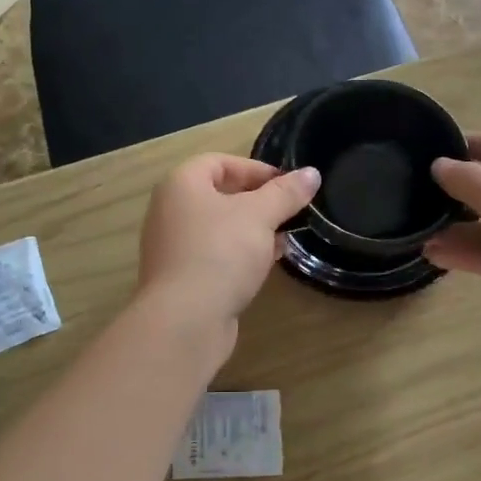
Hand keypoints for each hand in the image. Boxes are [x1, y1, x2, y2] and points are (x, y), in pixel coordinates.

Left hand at [137, 155, 319, 336]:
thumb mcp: (260, 216)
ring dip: (251, 230)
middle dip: (257, 201)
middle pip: (218, 194)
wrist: (185, 319)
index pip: (219, 162)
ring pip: (217, 228)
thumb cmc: (220, 252)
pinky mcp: (180, 278)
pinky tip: (264, 266)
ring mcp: (171, 247)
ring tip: (283, 240)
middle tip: (288, 212)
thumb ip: (286, 193)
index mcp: (181, 184)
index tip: (287, 185)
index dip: (255, 169)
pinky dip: (238, 254)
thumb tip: (311, 173)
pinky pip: (213, 255)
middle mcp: (169, 211)